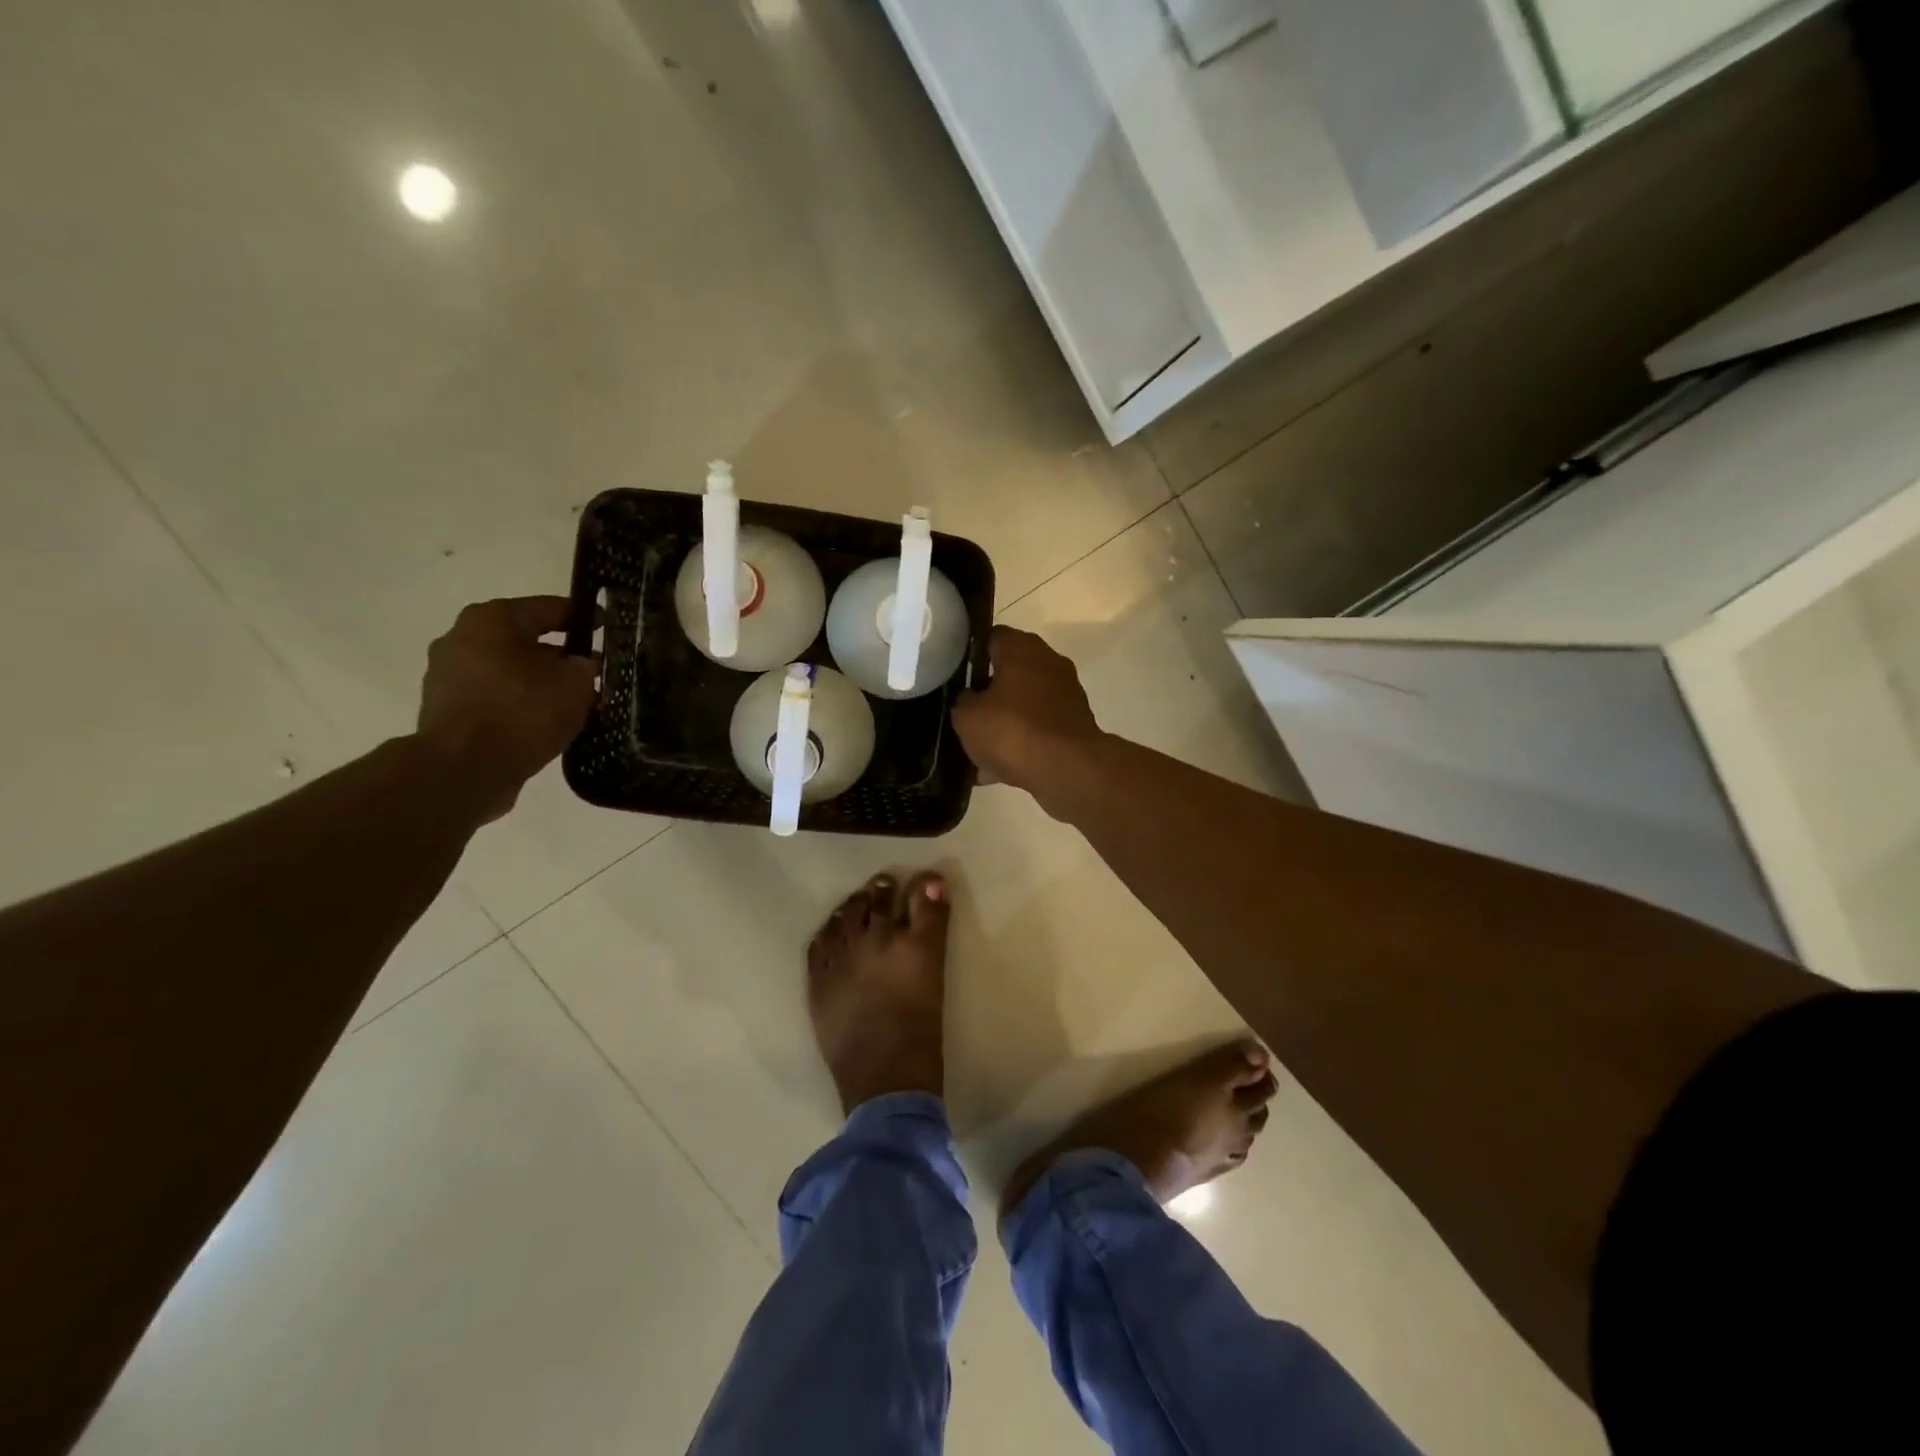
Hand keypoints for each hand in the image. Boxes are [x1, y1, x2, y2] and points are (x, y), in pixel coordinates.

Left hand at [417, 596, 598, 821]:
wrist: (465, 768)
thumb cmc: (523, 712)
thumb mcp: (575, 684)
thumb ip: (584, 667)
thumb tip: (580, 665)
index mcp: (492, 619)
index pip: (548, 608)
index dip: (583, 617)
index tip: (608, 627)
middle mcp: (462, 637)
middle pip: (523, 639)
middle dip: (558, 654)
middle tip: (592, 670)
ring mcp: (447, 674)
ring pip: (508, 669)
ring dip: (538, 680)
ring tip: (572, 700)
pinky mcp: (446, 708)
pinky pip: (494, 695)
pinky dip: (519, 702)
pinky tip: (545, 720)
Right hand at [951, 627, 1104, 797]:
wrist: (1067, 770)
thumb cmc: (1012, 730)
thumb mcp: (967, 717)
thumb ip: (963, 701)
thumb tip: (970, 699)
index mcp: (1022, 648)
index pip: (991, 637)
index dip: (971, 653)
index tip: (954, 673)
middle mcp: (1048, 663)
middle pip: (1009, 672)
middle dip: (987, 693)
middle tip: (964, 712)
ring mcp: (1065, 694)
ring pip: (1023, 704)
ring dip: (1003, 722)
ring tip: (977, 750)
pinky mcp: (1074, 725)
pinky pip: (1037, 729)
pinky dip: (1020, 744)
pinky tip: (996, 770)